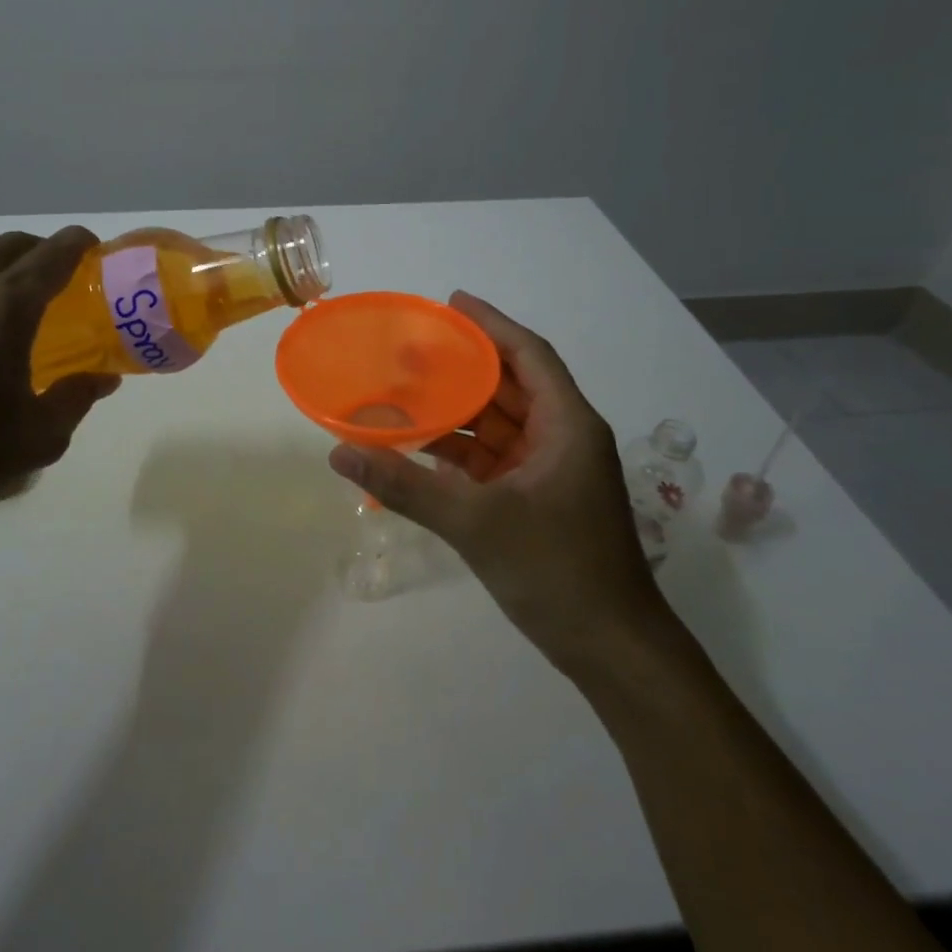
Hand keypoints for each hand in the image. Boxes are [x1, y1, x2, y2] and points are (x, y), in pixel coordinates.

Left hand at [0, 227, 118, 554]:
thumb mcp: (38, 437)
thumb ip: (77, 398)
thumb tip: (102, 378)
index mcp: (6, 305)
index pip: (55, 252)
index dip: (81, 244)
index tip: (95, 251)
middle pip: (11, 245)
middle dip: (41, 252)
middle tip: (58, 281)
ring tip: (5, 303)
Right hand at [327, 291, 670, 679]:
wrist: (611, 650)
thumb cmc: (557, 570)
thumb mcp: (476, 522)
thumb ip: (406, 485)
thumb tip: (340, 453)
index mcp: (567, 425)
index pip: (527, 355)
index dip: (491, 324)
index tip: (451, 302)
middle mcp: (562, 438)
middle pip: (509, 386)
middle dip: (462, 367)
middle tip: (410, 349)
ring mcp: (550, 471)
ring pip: (497, 425)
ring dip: (455, 412)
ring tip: (403, 394)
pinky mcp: (537, 500)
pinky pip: (492, 460)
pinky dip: (458, 452)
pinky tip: (418, 448)